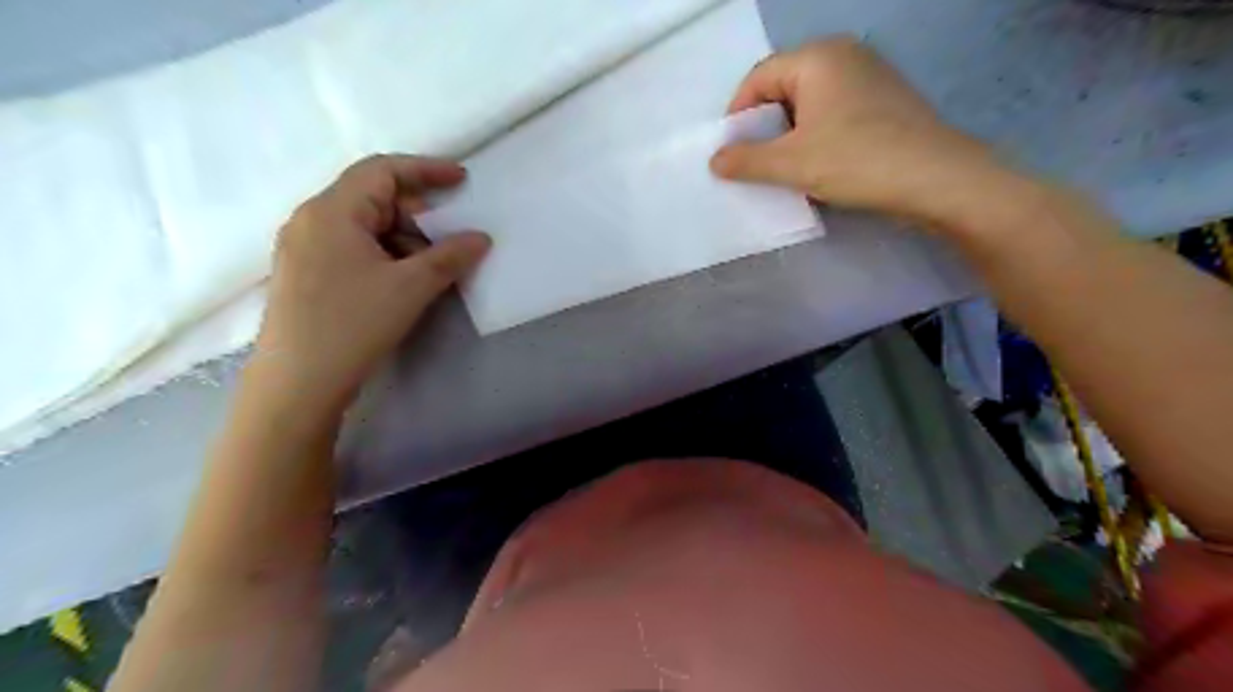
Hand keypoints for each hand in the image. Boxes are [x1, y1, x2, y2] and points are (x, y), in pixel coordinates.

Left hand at [252, 154, 491, 407]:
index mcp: (332, 211)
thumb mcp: (411, 287)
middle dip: (417, 213)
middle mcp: (312, 219)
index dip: (426, 169)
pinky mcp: (305, 273)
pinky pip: (352, 247)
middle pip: (372, 197)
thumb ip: (450, 256)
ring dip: (403, 239)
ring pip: (364, 226)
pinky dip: (384, 254)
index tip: (462, 180)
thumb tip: (480, 238)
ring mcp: (304, 247)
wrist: (298, 382)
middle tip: (449, 238)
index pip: (382, 170)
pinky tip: (401, 281)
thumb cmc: (353, 324)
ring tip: (429, 269)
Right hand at [714, 34, 1011, 226]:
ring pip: (809, 103)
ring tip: (784, 169)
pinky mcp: (884, 100)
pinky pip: (834, 112)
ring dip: (789, 135)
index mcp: (817, 57)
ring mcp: (868, 76)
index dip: (737, 115)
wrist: (936, 179)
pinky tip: (818, 165)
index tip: (732, 152)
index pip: (758, 77)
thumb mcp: (791, 164)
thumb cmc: (856, 161)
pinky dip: (816, 136)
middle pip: (783, 87)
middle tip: (755, 163)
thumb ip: (746, 160)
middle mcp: (843, 55)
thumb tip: (715, 160)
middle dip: (764, 126)